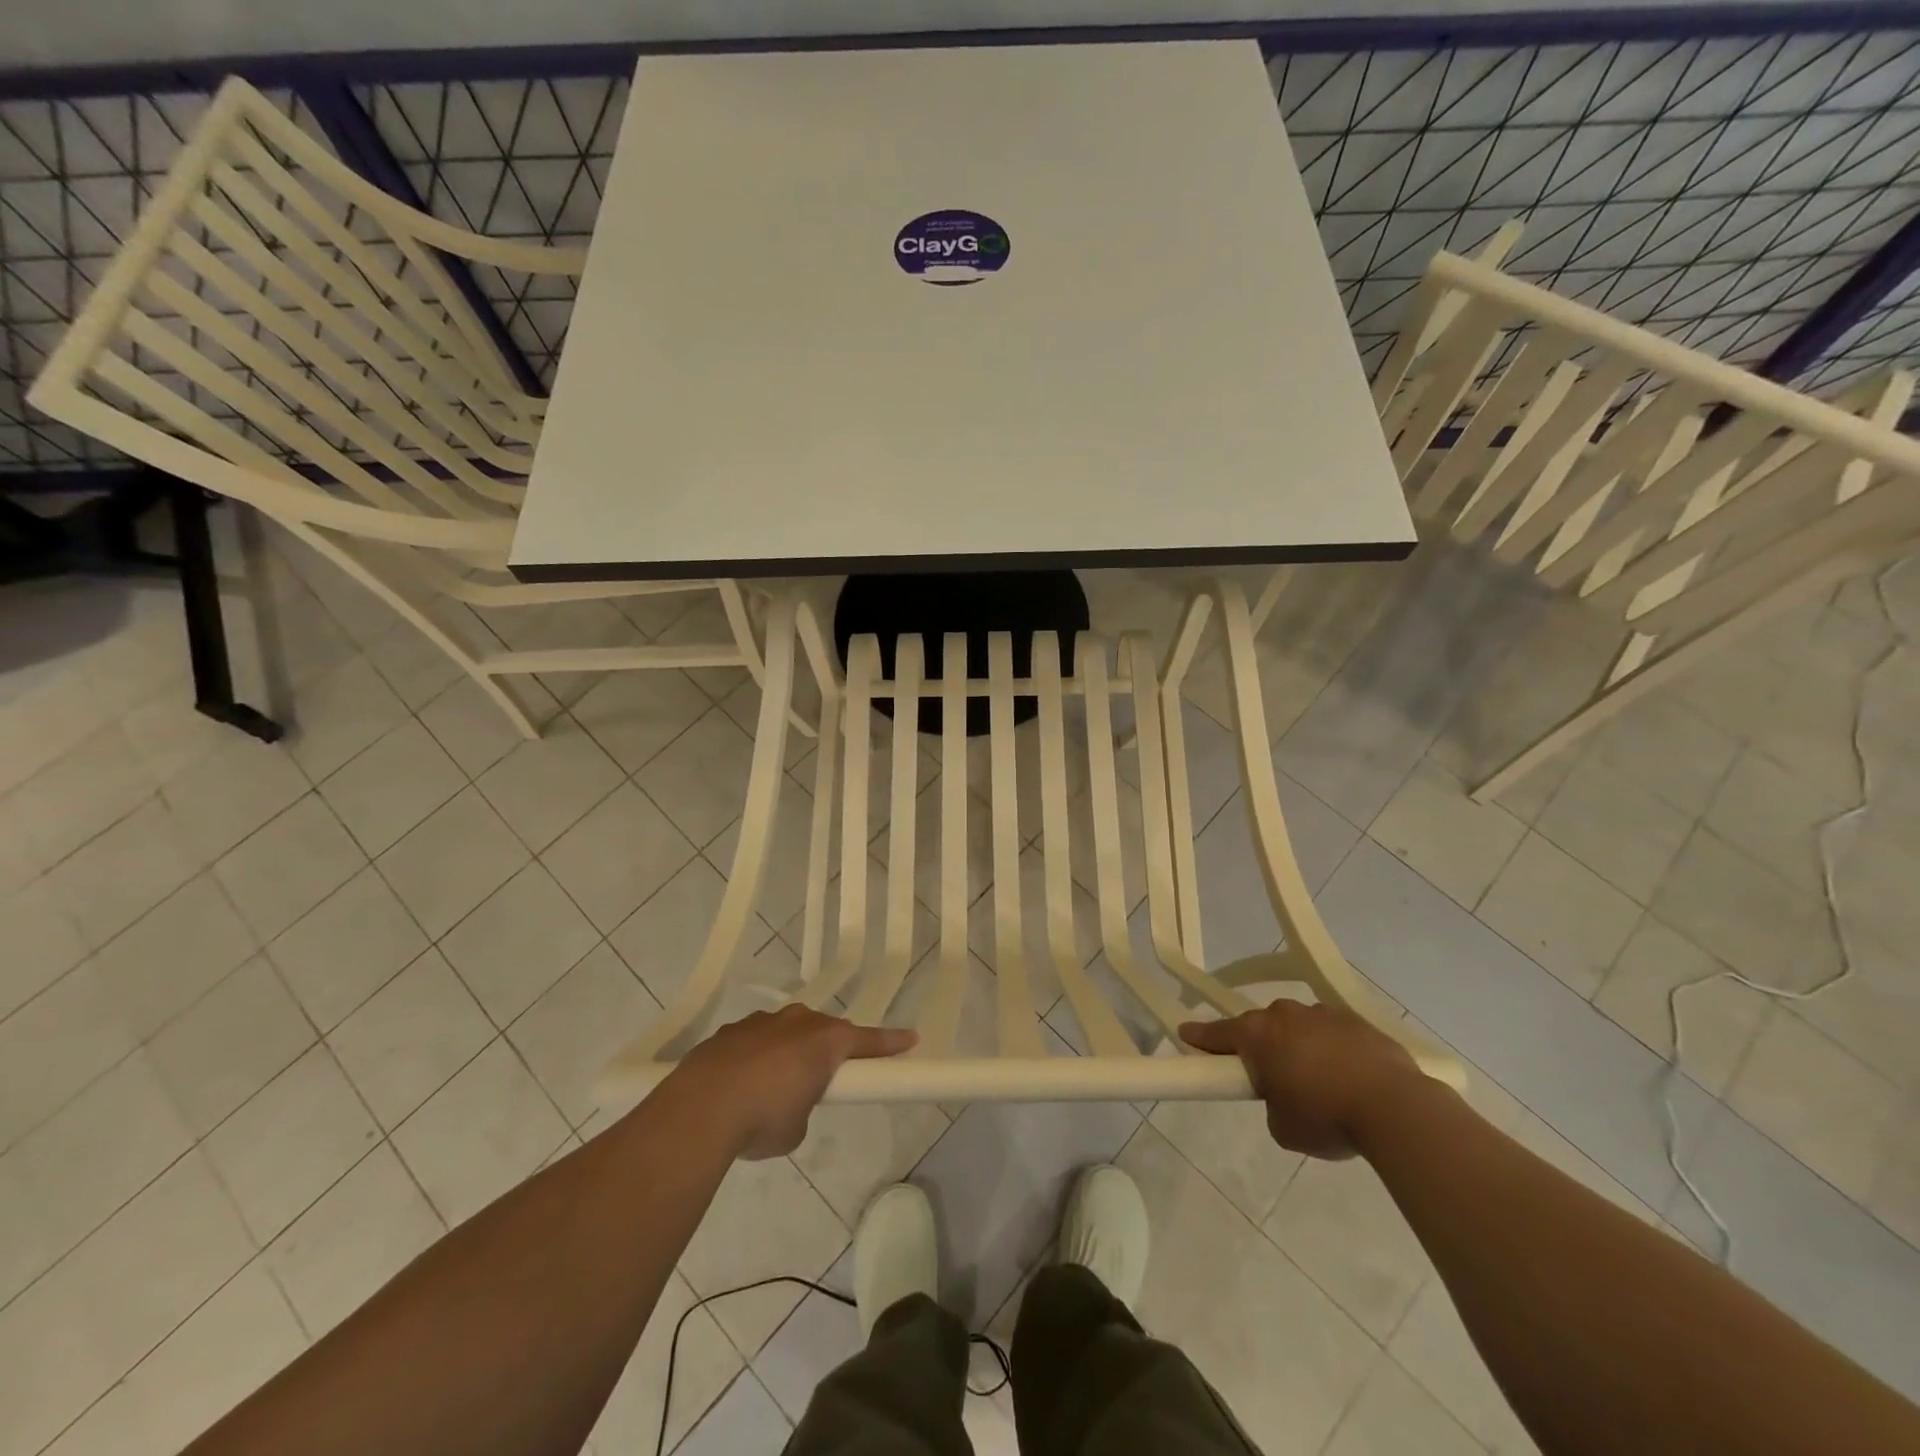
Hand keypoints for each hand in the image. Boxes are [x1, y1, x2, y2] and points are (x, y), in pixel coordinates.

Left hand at [672, 1005, 917, 1158]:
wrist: (700, 1109)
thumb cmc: (764, 1119)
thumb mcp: (796, 1128)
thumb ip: (803, 1109)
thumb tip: (787, 1104)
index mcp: (825, 1041)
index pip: (868, 1041)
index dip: (891, 1044)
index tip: (911, 1040)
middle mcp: (797, 1022)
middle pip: (823, 1032)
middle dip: (826, 1052)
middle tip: (823, 1079)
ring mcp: (760, 1023)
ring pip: (785, 1033)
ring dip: (786, 1053)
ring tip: (771, 1089)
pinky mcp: (729, 1032)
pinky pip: (753, 1042)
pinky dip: (754, 1059)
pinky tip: (738, 1087)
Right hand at [1179, 1000, 1419, 1159]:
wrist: (1396, 1107)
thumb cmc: (1326, 1117)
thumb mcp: (1283, 1126)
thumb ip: (1272, 1104)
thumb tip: (1285, 1095)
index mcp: (1258, 1035)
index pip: (1217, 1034)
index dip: (1200, 1038)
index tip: (1186, 1034)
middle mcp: (1285, 1014)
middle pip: (1262, 1028)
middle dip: (1263, 1048)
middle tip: (1273, 1080)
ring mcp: (1323, 1013)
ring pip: (1300, 1028)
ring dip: (1301, 1047)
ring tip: (1322, 1084)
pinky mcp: (1358, 1021)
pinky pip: (1334, 1034)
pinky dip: (1334, 1051)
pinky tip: (1351, 1078)